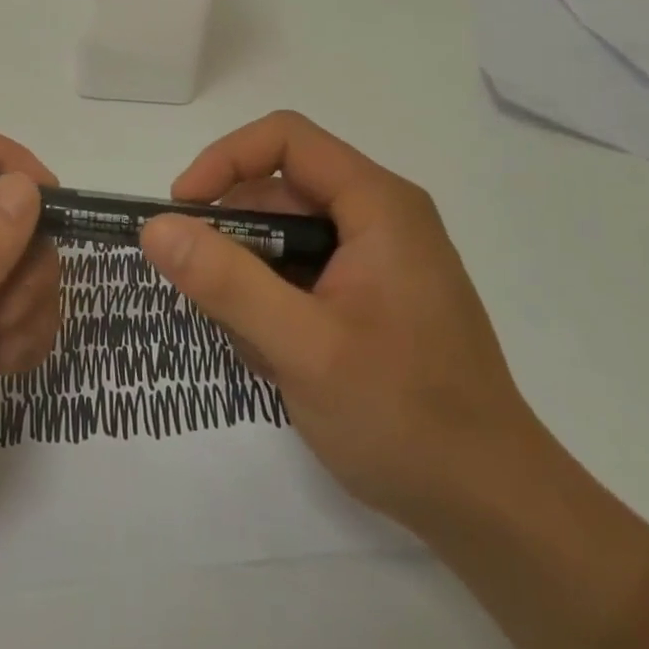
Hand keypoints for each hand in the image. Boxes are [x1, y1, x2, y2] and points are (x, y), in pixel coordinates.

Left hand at [0, 119, 60, 517]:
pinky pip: (0, 306)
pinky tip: (6, 369)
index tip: (46, 206)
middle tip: (14, 312)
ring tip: (6, 353)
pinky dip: (17, 331)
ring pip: (7, 260)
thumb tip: (22, 183)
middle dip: (28, 254)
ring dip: (28, 301)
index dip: (4, 156)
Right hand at [139, 111, 538, 530]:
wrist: (493, 508)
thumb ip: (226, 282)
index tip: (182, 212)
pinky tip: (280, 360)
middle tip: (213, 302)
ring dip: (250, 284)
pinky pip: (299, 272)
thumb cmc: (405, 417)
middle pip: (277, 192)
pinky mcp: (370, 293)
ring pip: (281, 238)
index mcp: (377, 205)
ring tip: (261, 350)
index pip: (284, 139)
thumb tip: (155, 228)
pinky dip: (272, 305)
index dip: (224, 160)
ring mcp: (377, 257)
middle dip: (234, 242)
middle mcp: (379, 217)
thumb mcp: (303, 348)